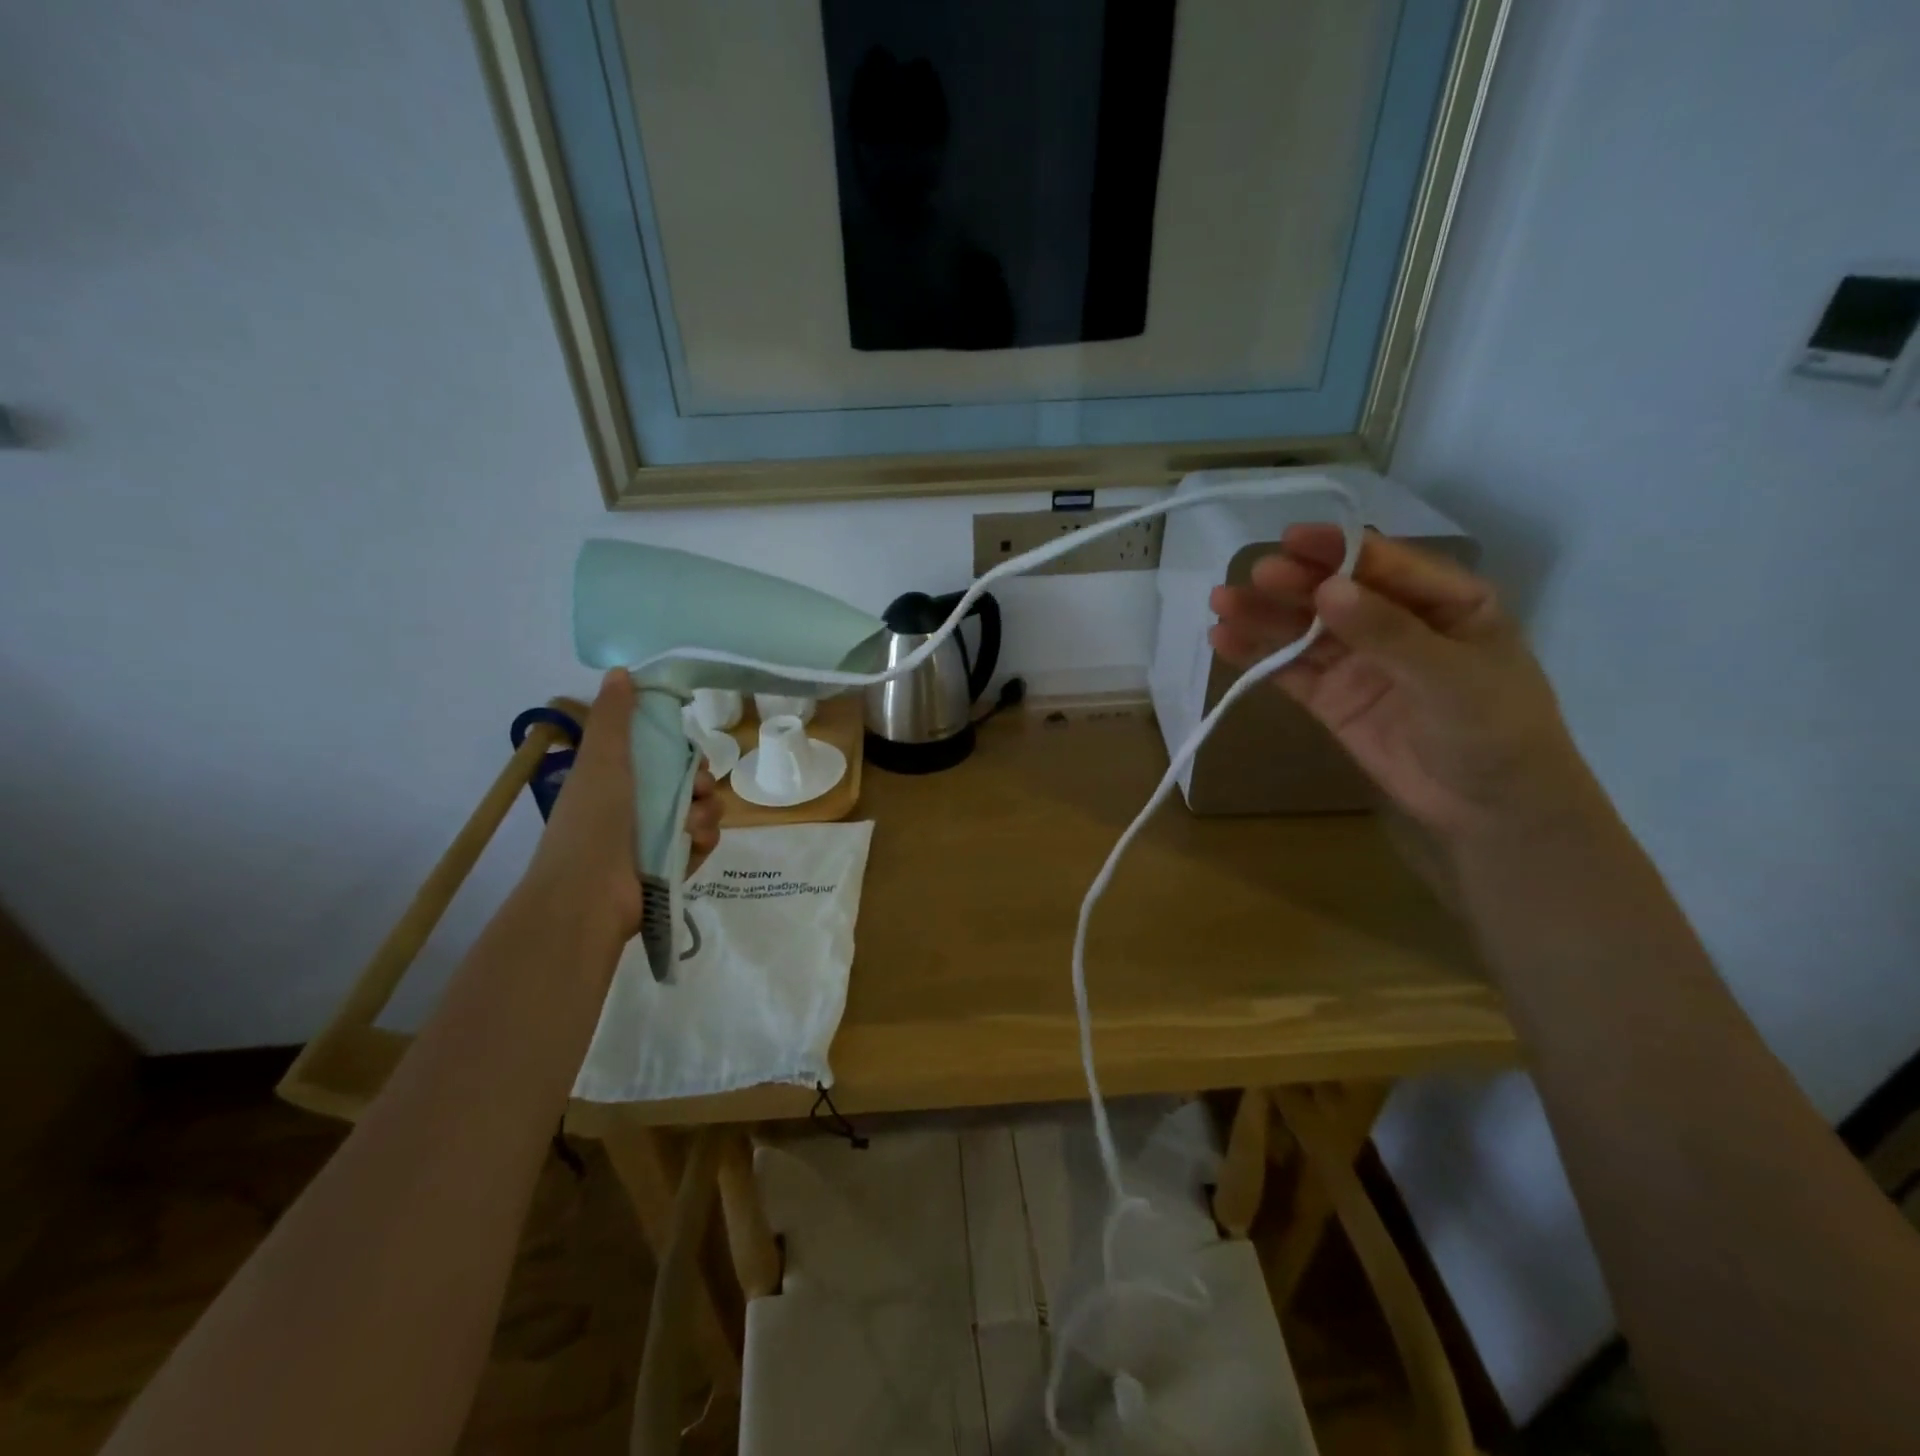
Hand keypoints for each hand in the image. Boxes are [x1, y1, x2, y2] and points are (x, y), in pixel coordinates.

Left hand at [521, 670, 721, 939]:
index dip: (680, 750)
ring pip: (701, 811)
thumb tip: (621, 671)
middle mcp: (636, 806)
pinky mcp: (673, 865)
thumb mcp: (602, 760)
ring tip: (690, 826)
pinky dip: (703, 841)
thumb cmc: (593, 822)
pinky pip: (703, 842)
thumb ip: (614, 717)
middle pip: (687, 782)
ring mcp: (655, 838)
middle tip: (695, 789)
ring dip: (705, 813)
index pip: (661, 755)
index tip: (687, 752)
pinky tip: (693, 844)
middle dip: (699, 782)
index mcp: (616, 779)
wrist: (589, 895)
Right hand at [1209, 526, 1600, 844]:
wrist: (1490, 810)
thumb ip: (1386, 632)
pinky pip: (1291, 670)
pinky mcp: (1333, 698)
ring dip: (1264, 616)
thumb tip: (1325, 589)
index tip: (1290, 539)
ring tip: (1221, 604)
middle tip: (1254, 577)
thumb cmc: (1494, 730)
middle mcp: (1396, 623)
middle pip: (1335, 593)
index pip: (1383, 564)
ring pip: (1304, 630)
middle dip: (1294, 583)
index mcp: (1444, 601)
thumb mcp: (1449, 675)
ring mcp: (1360, 662)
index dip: (1336, 549)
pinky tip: (1225, 641)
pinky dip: (1258, 656)